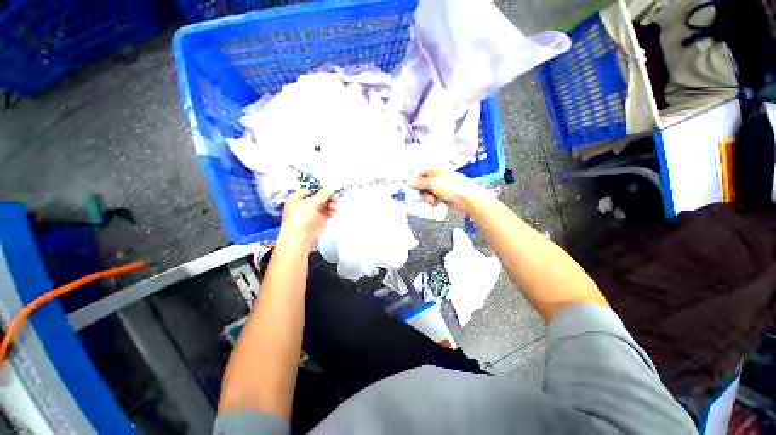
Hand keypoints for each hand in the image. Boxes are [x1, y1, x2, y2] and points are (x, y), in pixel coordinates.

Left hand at [279, 189, 337, 246]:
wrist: (299, 236)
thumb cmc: (298, 219)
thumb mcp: (310, 203)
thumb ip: (321, 195)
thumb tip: (329, 189)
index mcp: (298, 198)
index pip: (311, 190)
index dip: (320, 188)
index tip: (329, 188)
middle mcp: (306, 205)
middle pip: (320, 197)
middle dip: (328, 196)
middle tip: (335, 196)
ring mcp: (313, 212)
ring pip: (325, 204)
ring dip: (331, 203)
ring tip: (334, 204)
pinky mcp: (320, 219)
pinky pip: (328, 212)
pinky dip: (332, 210)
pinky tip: (334, 209)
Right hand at [408, 167, 487, 213]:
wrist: (467, 199)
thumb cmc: (450, 187)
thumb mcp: (432, 183)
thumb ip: (419, 182)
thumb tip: (409, 180)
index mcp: (435, 169)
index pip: (420, 173)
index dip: (415, 181)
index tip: (411, 188)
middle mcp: (437, 177)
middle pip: (422, 184)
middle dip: (422, 191)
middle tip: (426, 195)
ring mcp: (440, 186)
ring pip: (427, 192)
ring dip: (428, 198)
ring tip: (434, 201)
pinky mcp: (443, 195)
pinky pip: (433, 198)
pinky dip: (433, 201)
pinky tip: (437, 203)